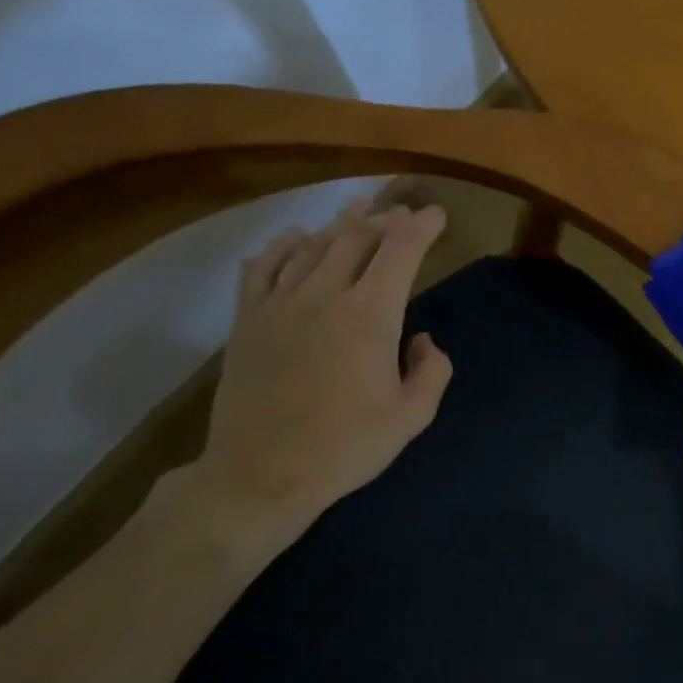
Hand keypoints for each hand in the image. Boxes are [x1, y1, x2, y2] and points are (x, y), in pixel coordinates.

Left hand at [183, 195, 452, 555]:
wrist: (262, 473)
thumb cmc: (346, 447)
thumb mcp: (412, 417)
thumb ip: (431, 371)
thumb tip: (422, 339)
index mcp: (370, 316)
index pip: (400, 252)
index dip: (422, 228)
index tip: (436, 214)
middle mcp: (324, 295)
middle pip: (356, 239)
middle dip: (384, 219)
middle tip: (401, 211)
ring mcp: (279, 304)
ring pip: (312, 246)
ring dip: (339, 224)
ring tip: (357, 210)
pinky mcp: (247, 320)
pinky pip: (263, 267)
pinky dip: (282, 246)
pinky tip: (294, 239)